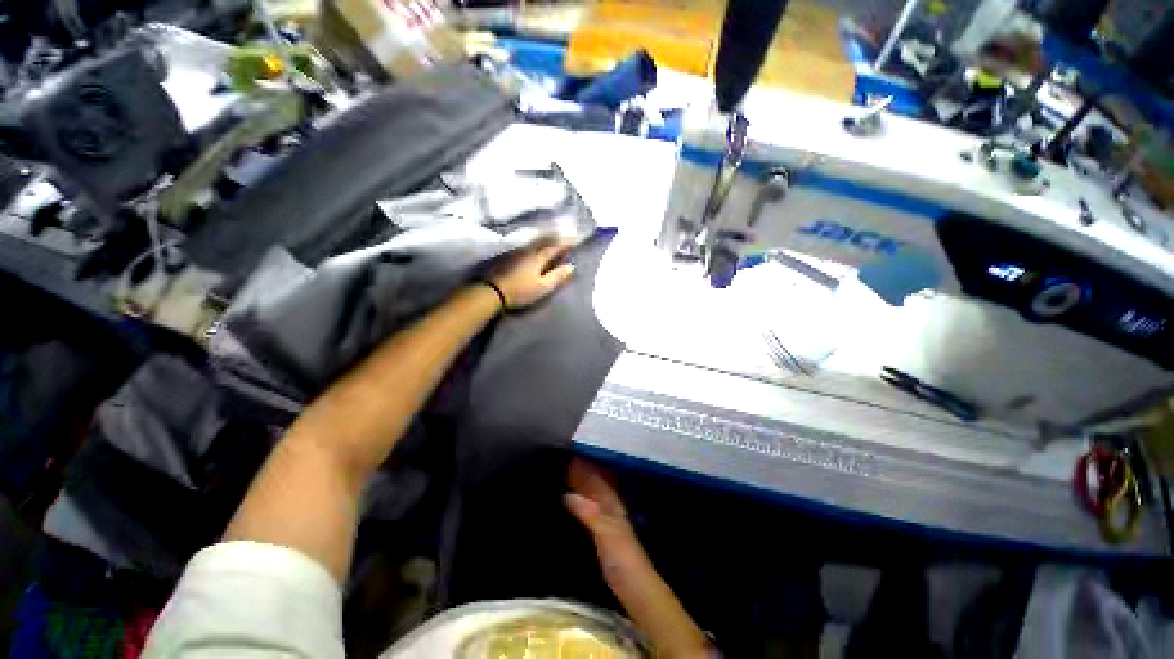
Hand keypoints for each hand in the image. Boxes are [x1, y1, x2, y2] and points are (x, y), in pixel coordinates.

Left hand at [490, 240, 575, 309]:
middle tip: (566, 239)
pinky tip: (537, 250)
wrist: (492, 291)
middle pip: (545, 242)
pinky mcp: (510, 258)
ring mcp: (518, 253)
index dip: (566, 243)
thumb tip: (571, 266)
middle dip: (556, 240)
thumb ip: (557, 276)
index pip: (555, 247)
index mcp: (538, 257)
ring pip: (535, 244)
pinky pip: (528, 247)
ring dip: (546, 242)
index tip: (576, 239)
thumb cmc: (521, 291)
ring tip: (553, 243)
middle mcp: (528, 250)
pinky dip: (536, 247)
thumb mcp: (543, 287)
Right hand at [565, 459, 712, 657]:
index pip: (597, 478)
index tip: (570, 453)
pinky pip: (586, 508)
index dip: (585, 466)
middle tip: (561, 460)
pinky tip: (567, 500)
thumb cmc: (622, 557)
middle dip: (580, 472)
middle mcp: (609, 506)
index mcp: (612, 502)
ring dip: (578, 484)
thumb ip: (590, 514)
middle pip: (593, 484)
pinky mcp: (600, 532)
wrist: (633, 585)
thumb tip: (568, 495)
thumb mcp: (606, 533)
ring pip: (590, 494)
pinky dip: (577, 500)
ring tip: (561, 473)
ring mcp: (605, 519)